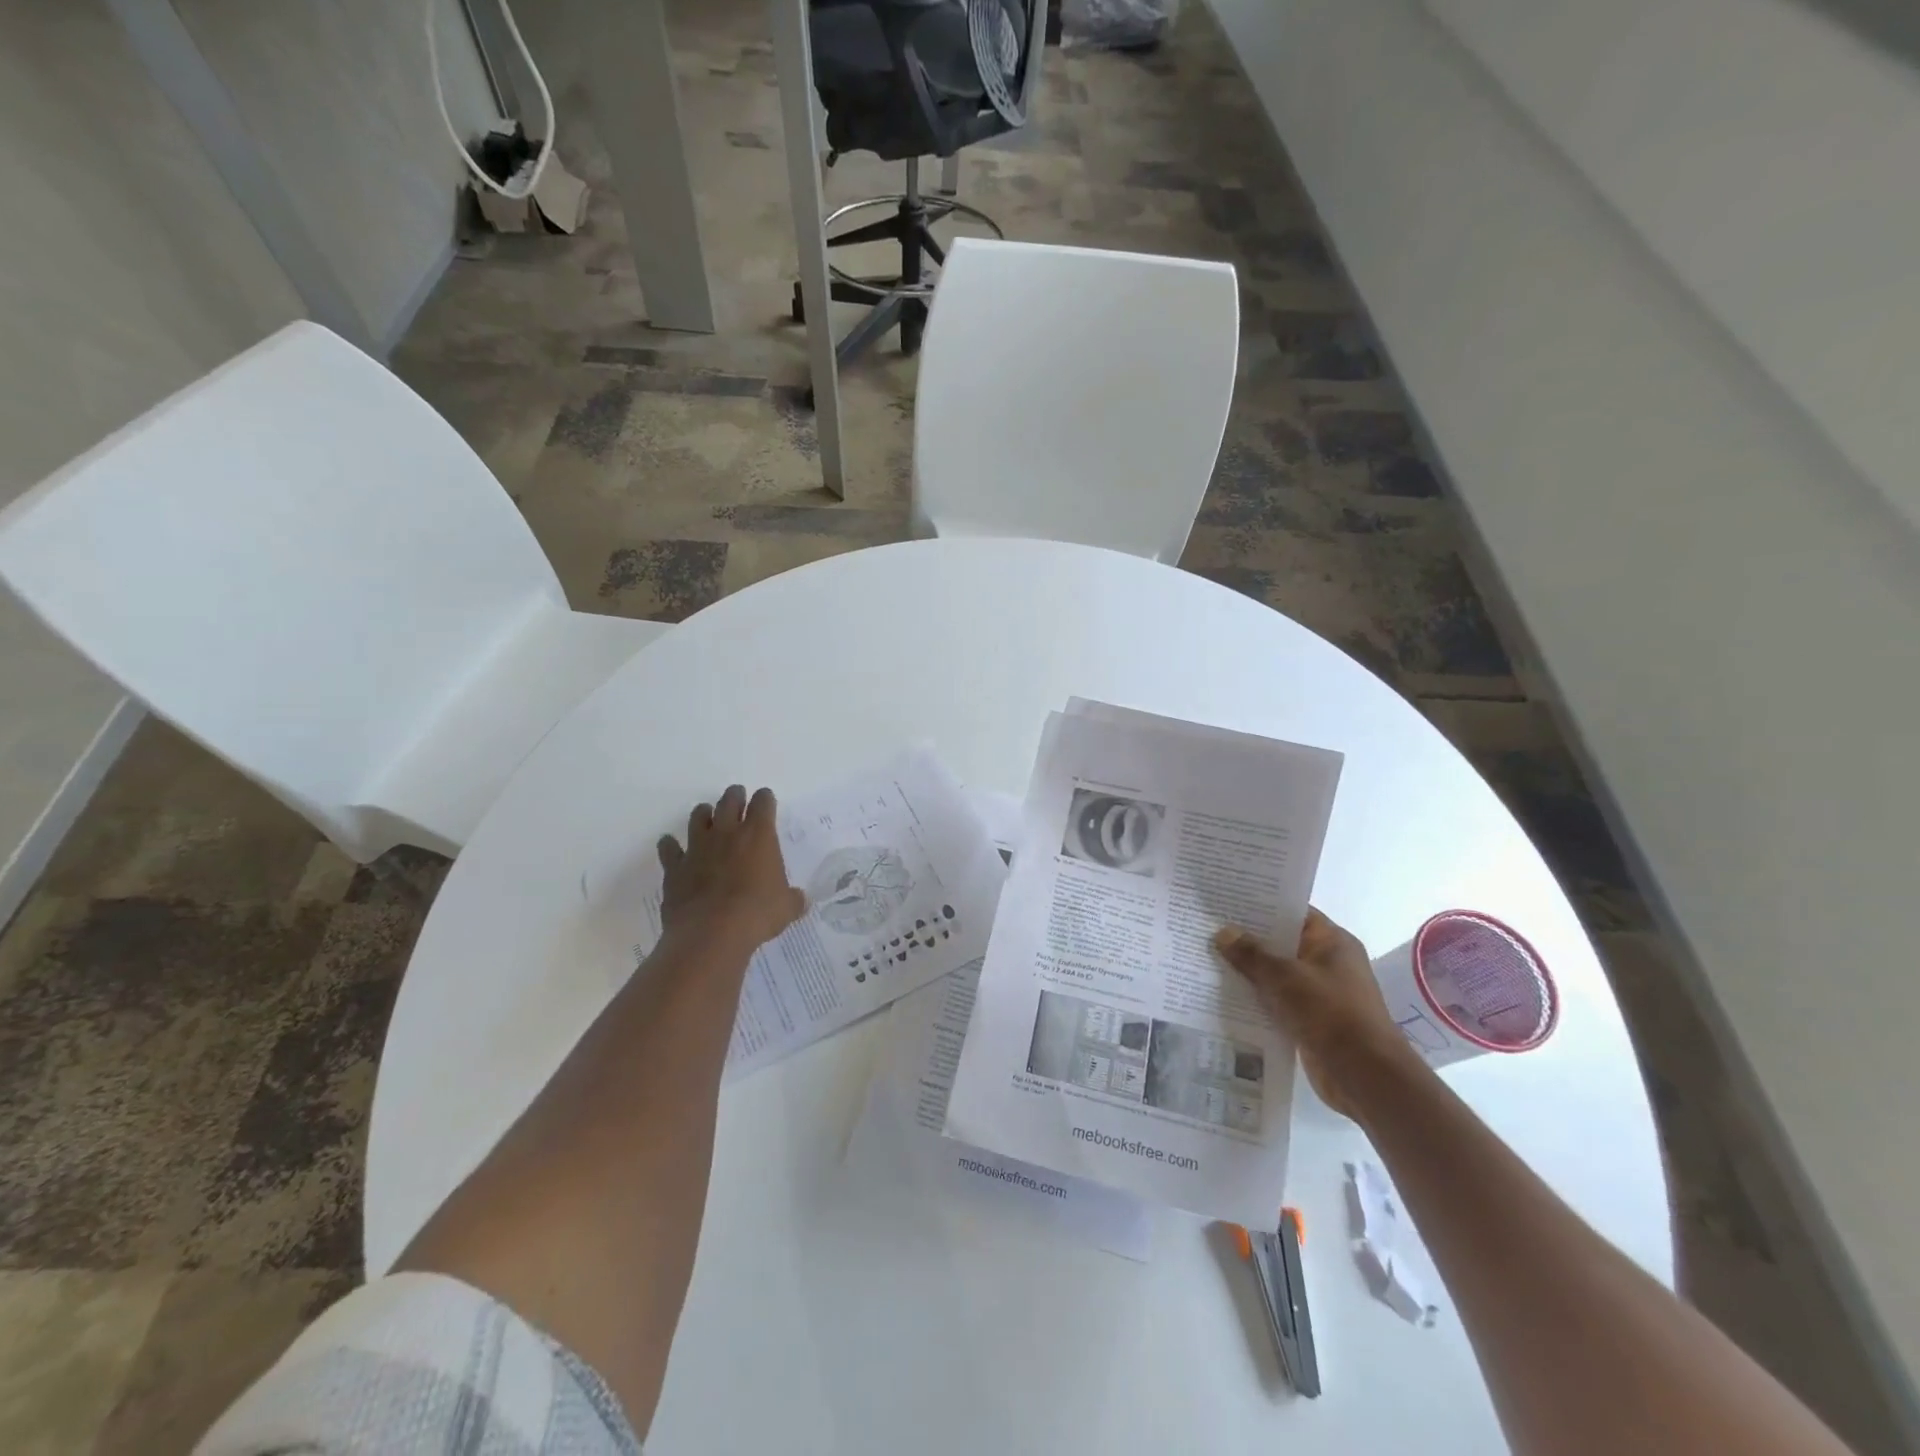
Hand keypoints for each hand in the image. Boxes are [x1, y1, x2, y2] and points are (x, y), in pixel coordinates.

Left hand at [657, 785, 807, 952]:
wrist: (711, 933)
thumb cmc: (756, 914)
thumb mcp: (786, 908)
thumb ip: (793, 899)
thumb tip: (801, 900)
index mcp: (758, 836)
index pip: (763, 803)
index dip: (765, 799)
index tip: (767, 801)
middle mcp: (727, 834)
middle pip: (729, 800)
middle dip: (735, 796)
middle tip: (738, 797)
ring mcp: (697, 848)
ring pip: (698, 817)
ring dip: (704, 813)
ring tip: (707, 816)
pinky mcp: (675, 867)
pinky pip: (669, 848)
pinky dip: (670, 845)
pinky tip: (671, 846)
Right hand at [1214, 908, 1423, 1119]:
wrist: (1365, 1076)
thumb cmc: (1330, 1013)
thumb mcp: (1285, 977)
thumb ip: (1252, 954)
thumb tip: (1223, 932)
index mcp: (1331, 942)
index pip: (1293, 913)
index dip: (1261, 905)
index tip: (1227, 901)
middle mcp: (1328, 963)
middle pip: (1282, 943)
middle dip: (1247, 939)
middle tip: (1207, 928)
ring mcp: (1320, 993)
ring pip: (1276, 974)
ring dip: (1248, 971)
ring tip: (1207, 958)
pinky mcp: (1311, 1021)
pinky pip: (1277, 1001)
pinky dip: (1256, 999)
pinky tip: (1223, 995)